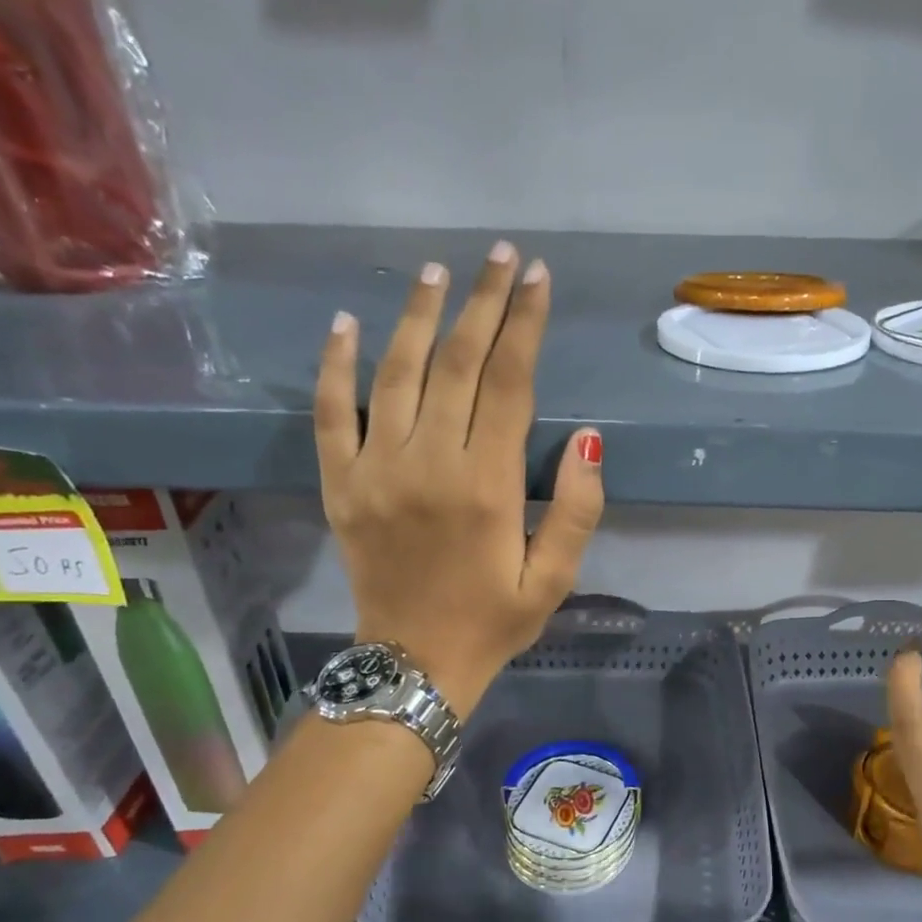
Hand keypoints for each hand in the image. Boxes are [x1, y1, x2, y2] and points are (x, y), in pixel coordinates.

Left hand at [315, 242, 603, 714]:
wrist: (414, 664)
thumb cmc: (494, 621)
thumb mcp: (555, 578)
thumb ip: (578, 509)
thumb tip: (590, 439)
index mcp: (488, 486)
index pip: (509, 384)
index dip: (526, 326)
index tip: (538, 280)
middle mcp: (430, 464)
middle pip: (456, 364)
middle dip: (483, 303)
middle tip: (500, 257)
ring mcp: (376, 470)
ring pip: (396, 374)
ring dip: (417, 316)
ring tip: (437, 272)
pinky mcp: (340, 485)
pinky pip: (332, 413)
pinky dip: (336, 365)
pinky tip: (346, 323)